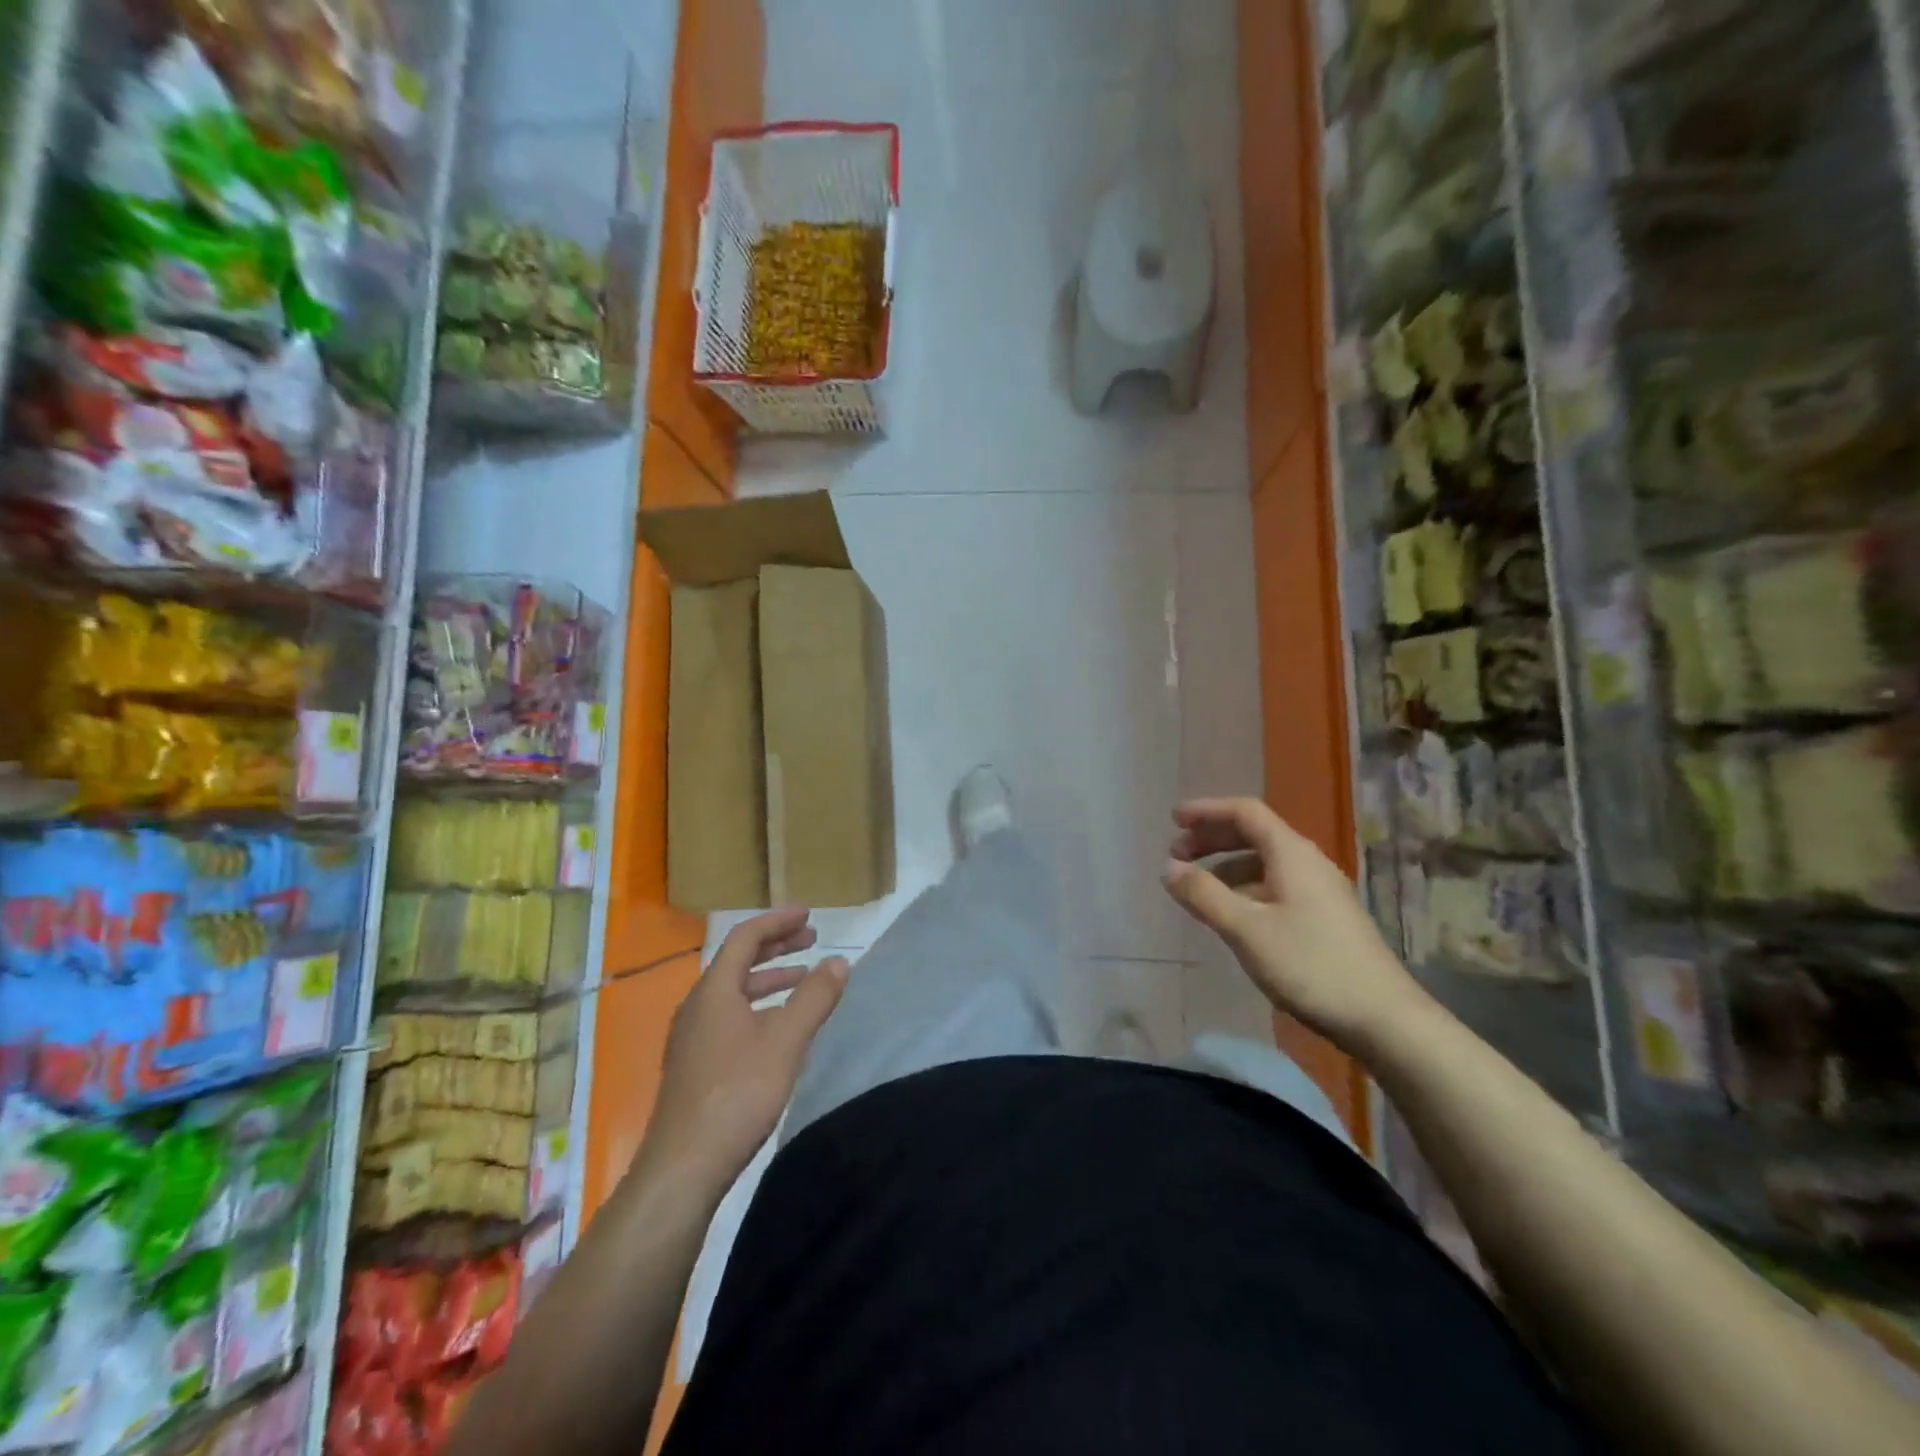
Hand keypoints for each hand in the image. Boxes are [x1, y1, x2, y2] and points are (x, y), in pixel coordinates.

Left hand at [640, 909, 848, 1195]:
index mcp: (714, 990)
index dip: (778, 921)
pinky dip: (758, 1005)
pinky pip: (729, 1015)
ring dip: (769, 978)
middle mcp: (697, 1006)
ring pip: (734, 991)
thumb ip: (814, 997)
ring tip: (803, 979)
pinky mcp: (694, 1064)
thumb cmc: (737, 1093)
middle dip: (776, 946)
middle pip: (737, 961)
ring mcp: (692, 1037)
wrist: (683, 1167)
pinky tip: (778, 1027)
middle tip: (811, 940)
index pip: (745, 938)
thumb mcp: (786, 1041)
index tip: (809, 914)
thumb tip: (838, 961)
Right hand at [1162, 797, 1429, 1052]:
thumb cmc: (1310, 965)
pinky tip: (1232, 914)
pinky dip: (1245, 887)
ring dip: (1226, 865)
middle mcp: (1307, 862)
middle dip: (1212, 838)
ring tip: (1197, 887)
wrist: (1383, 1018)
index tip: (1173, 820)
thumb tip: (1168, 868)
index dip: (1206, 811)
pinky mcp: (1325, 916)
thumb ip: (1203, 895)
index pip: (1245, 812)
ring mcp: (1320, 890)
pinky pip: (1275, 885)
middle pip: (1254, 833)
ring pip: (1264, 862)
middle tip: (1176, 853)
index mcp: (1291, 853)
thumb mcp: (1246, 930)